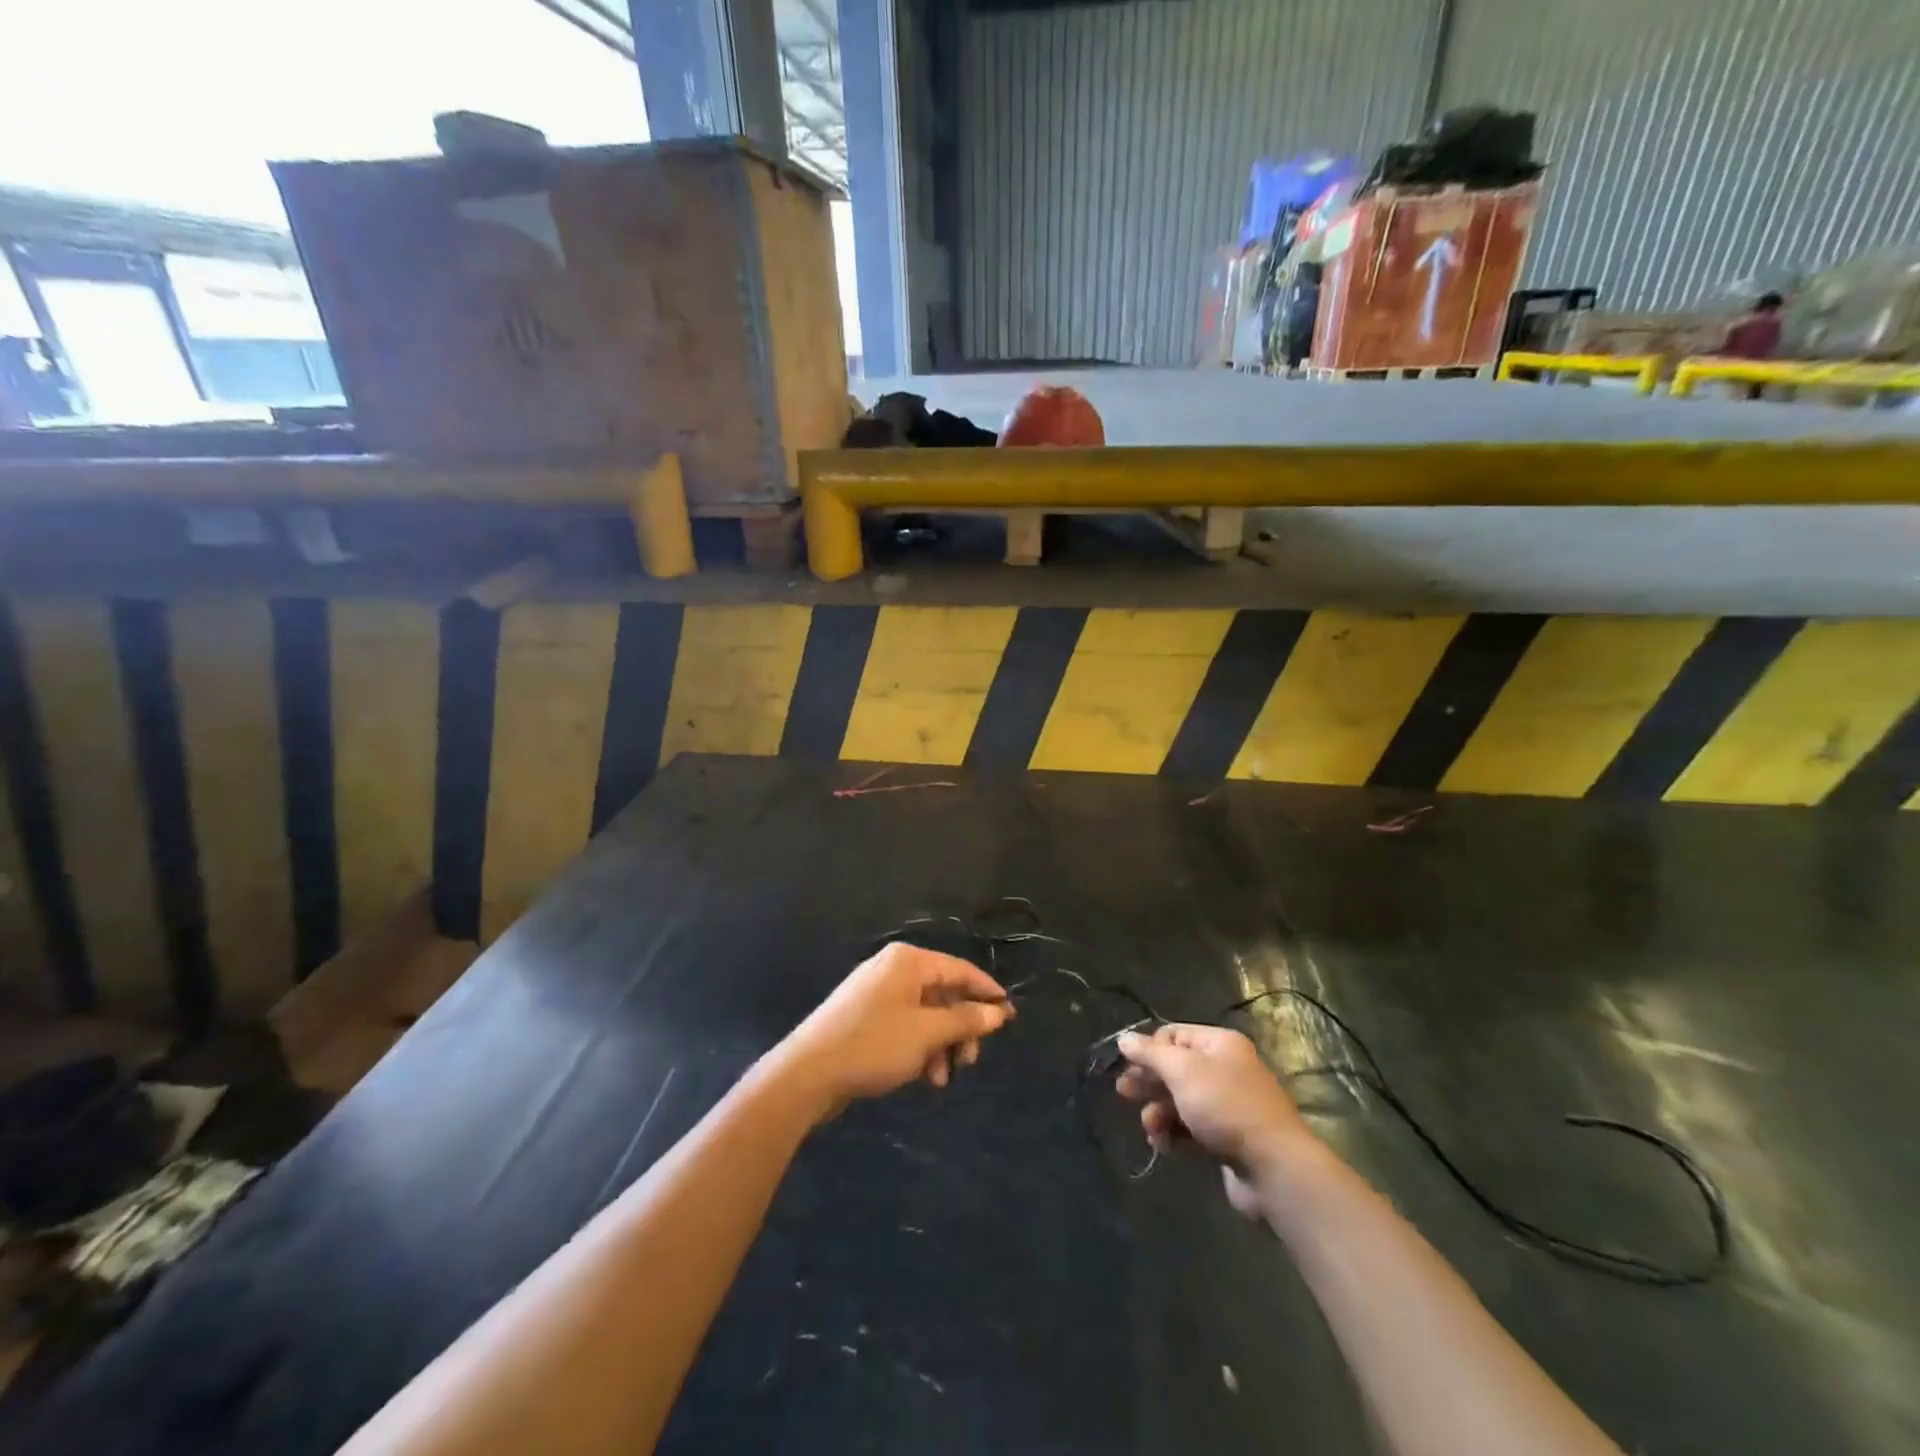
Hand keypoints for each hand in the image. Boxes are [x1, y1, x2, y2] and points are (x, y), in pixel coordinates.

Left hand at [772, 944, 1013, 1119]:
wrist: (807, 1074)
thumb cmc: (873, 1045)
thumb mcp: (927, 1034)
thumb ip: (966, 1021)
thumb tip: (1000, 1012)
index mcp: (908, 961)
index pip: (960, 970)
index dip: (987, 992)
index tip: (1010, 1016)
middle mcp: (893, 969)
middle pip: (943, 993)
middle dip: (960, 1029)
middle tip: (969, 1061)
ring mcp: (876, 992)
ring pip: (925, 1014)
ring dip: (940, 1044)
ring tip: (941, 1078)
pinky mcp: (864, 1017)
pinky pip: (905, 1025)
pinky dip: (919, 1047)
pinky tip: (922, 1076)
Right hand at [1116, 1023, 1316, 1218]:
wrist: (1274, 1168)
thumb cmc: (1226, 1107)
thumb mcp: (1182, 1071)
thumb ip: (1150, 1053)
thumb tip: (1124, 1038)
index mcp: (1219, 1044)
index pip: (1174, 1034)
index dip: (1149, 1048)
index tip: (1128, 1066)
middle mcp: (1225, 1070)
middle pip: (1175, 1068)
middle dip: (1148, 1082)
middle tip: (1123, 1093)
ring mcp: (1227, 1106)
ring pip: (1180, 1101)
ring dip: (1159, 1112)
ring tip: (1150, 1128)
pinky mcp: (1226, 1139)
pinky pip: (1191, 1129)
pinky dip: (1174, 1134)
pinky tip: (1164, 1146)